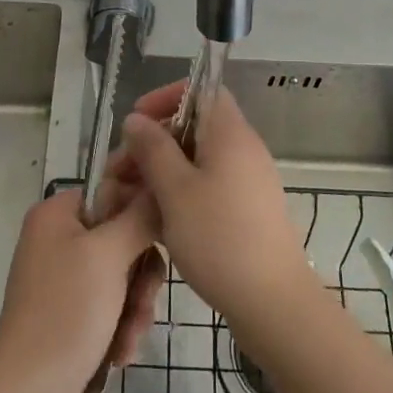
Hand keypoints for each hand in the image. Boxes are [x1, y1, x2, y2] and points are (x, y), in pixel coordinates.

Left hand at [0, 186, 163, 392]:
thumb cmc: (68, 309)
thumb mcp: (110, 254)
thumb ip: (140, 216)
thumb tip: (159, 187)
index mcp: (56, 215)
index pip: (110, 191)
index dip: (139, 213)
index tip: (159, 238)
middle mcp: (56, 240)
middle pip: (121, 238)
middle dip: (140, 275)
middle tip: (144, 301)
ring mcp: (61, 280)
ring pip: (121, 276)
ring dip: (134, 307)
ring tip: (130, 336)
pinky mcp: (67, 315)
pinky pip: (109, 306)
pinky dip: (120, 326)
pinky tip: (120, 352)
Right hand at [119, 83, 315, 330]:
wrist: (273, 302)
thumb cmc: (219, 237)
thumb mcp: (175, 190)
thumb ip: (153, 148)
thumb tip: (136, 119)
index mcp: (230, 133)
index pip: (202, 90)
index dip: (166, 97)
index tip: (136, 122)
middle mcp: (243, 149)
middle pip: (193, 127)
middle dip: (152, 143)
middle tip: (119, 172)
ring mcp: (247, 181)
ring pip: (196, 161)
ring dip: (161, 172)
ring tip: (128, 200)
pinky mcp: (246, 210)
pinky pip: (207, 186)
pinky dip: (179, 193)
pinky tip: (155, 220)